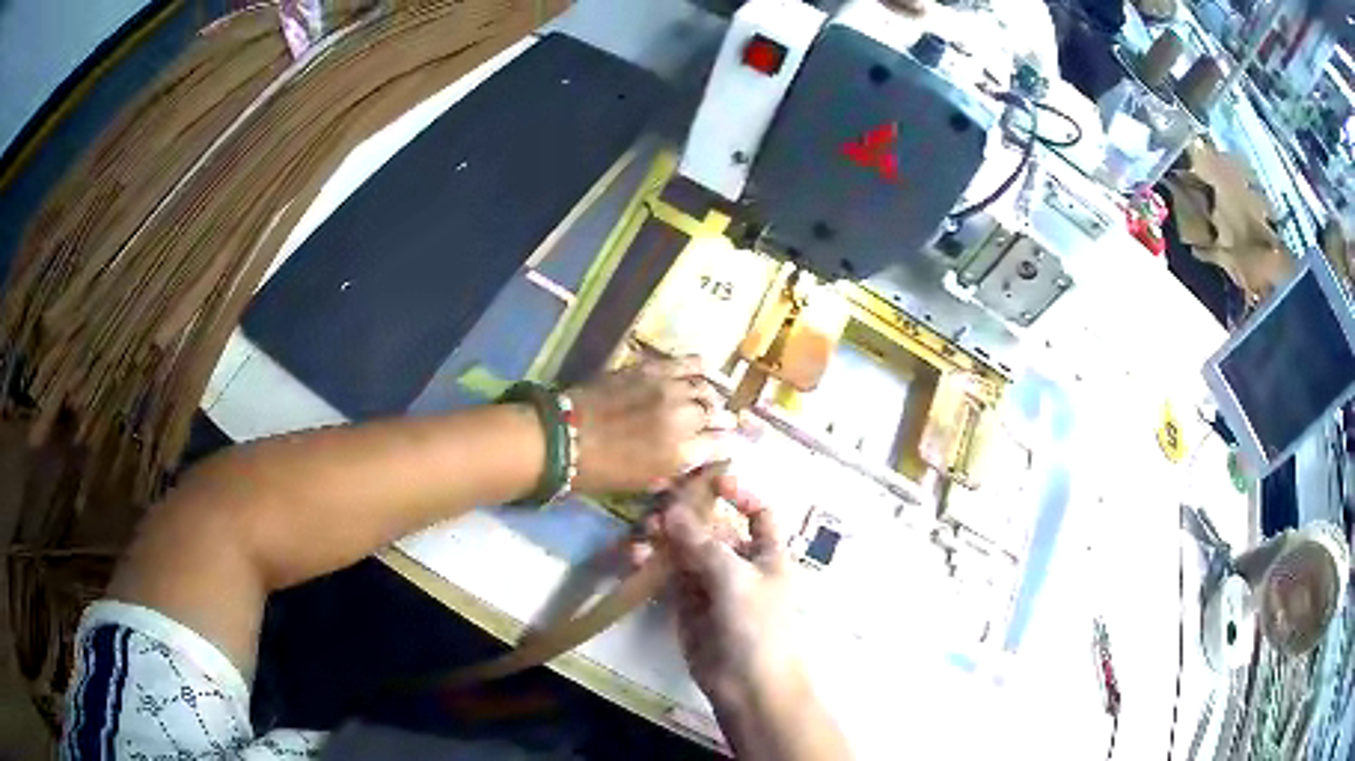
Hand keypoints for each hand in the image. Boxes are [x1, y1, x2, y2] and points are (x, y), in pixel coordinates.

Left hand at [567, 357, 732, 494]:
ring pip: (705, 388)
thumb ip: (676, 467)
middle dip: (720, 421)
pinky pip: (686, 363)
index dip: (723, 445)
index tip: (722, 445)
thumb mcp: (645, 481)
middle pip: (716, 414)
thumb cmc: (601, 470)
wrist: (564, 437)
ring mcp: (669, 390)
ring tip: (708, 400)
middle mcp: (683, 418)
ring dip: (711, 396)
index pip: (720, 445)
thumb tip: (694, 457)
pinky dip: (699, 367)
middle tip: (718, 423)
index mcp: (681, 453)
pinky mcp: (652, 369)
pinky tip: (705, 370)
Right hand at [654, 472, 800, 708]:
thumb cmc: (757, 625)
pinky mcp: (686, 604)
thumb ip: (701, 543)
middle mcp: (739, 563)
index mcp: (767, 553)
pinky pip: (668, 574)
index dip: (739, 494)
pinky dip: (653, 562)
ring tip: (642, 531)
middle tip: (653, 493)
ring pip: (685, 549)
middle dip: (686, 511)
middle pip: (712, 527)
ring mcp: (710, 584)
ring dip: (664, 536)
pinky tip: (636, 555)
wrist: (747, 684)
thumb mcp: (735, 578)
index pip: (758, 513)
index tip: (710, 479)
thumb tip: (671, 508)